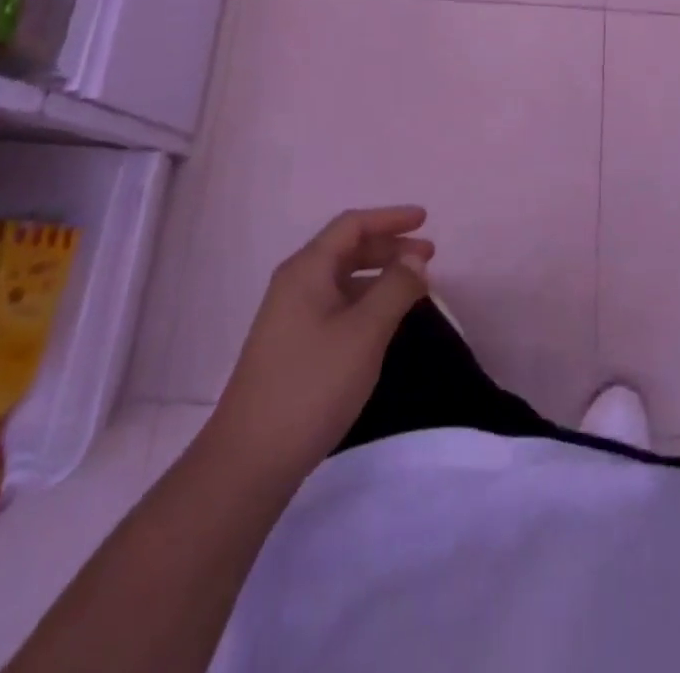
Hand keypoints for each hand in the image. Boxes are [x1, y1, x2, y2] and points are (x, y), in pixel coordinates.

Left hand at [202, 207, 432, 487]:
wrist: (250, 460)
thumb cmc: (312, 386)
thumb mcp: (364, 333)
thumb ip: (394, 289)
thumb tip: (415, 259)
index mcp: (307, 270)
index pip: (352, 225)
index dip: (391, 218)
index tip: (426, 220)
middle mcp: (295, 284)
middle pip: (347, 248)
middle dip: (389, 247)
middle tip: (429, 257)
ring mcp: (290, 316)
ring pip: (342, 279)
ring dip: (379, 275)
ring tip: (414, 288)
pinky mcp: (292, 345)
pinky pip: (336, 304)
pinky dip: (365, 301)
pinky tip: (383, 320)